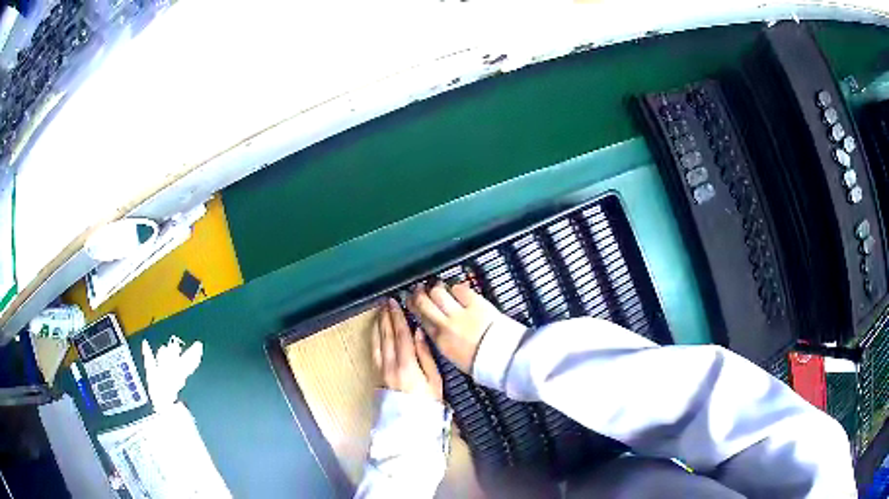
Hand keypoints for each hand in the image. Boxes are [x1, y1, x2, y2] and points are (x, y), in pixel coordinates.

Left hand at [373, 299, 442, 400]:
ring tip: (380, 312)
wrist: (410, 426)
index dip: (398, 318)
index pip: (401, 335)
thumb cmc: (428, 404)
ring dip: (378, 325)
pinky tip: (375, 332)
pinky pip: (374, 352)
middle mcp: (390, 365)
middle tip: (386, 302)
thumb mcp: (435, 380)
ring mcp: (381, 371)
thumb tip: (418, 333)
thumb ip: (425, 355)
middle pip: (387, 336)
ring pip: (377, 343)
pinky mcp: (377, 376)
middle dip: (386, 317)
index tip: (396, 303)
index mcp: (407, 365)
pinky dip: (374, 339)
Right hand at [408, 282, 499, 373]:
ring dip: (436, 288)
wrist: (504, 357)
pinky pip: (459, 289)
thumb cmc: (481, 362)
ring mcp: (460, 312)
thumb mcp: (454, 356)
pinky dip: (456, 288)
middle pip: (424, 302)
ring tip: (436, 286)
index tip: (410, 300)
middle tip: (419, 289)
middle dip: (419, 294)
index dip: (413, 307)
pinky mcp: (476, 303)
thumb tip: (437, 329)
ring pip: (438, 293)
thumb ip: (443, 340)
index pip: (420, 318)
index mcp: (440, 340)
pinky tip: (457, 289)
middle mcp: (445, 324)